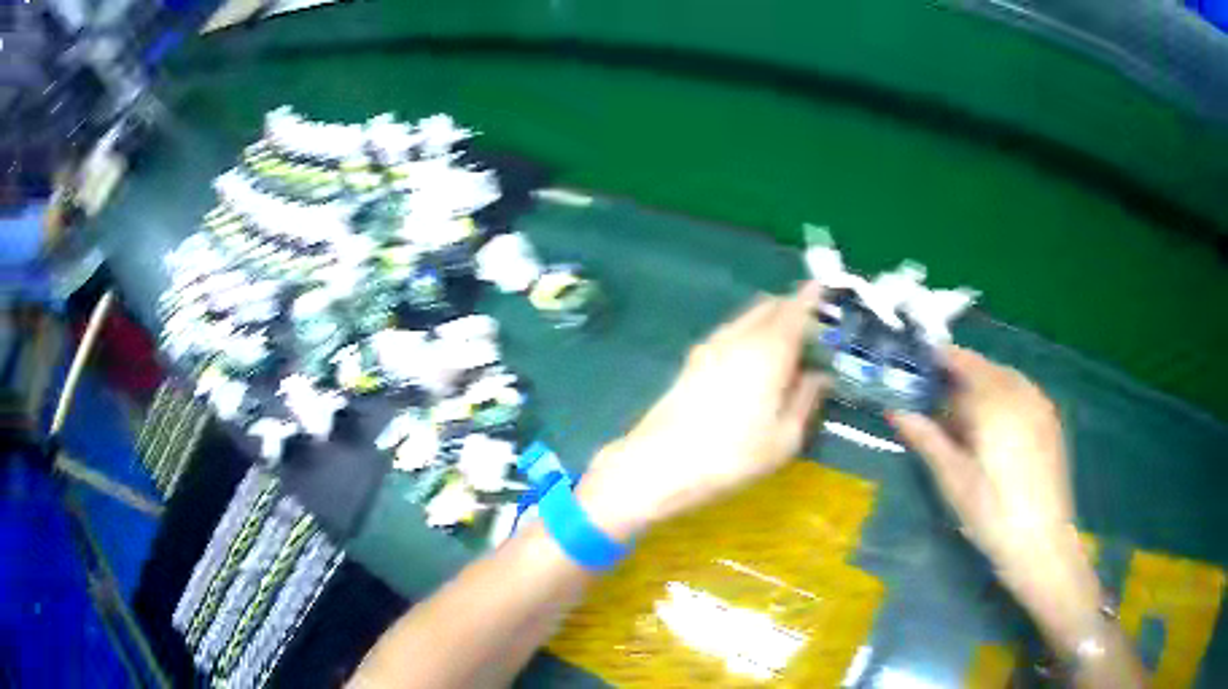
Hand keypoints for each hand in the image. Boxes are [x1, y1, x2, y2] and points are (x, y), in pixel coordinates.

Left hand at [578, 284, 828, 538]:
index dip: (812, 296)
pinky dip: (749, 333)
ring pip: (747, 318)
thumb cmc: (732, 456)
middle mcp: (739, 337)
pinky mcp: (692, 361)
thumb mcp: (784, 438)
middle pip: (769, 306)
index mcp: (769, 350)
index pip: (796, 309)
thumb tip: (820, 375)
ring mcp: (711, 346)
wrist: (659, 464)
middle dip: (793, 307)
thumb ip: (806, 399)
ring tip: (786, 344)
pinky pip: (730, 332)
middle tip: (813, 324)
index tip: (825, 287)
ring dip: (769, 320)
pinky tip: (753, 360)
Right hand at [890, 348, 1104, 649]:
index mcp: (995, 403)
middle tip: (937, 399)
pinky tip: (995, 425)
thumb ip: (927, 439)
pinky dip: (1003, 396)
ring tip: (964, 414)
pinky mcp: (1051, 421)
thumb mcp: (954, 482)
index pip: (964, 363)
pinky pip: (1023, 392)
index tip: (920, 364)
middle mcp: (1020, 394)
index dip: (941, 358)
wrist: (1042, 544)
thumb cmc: (992, 516)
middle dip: (961, 375)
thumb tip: (895, 410)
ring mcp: (1040, 406)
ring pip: (1006, 378)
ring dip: (983, 385)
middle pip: (986, 368)